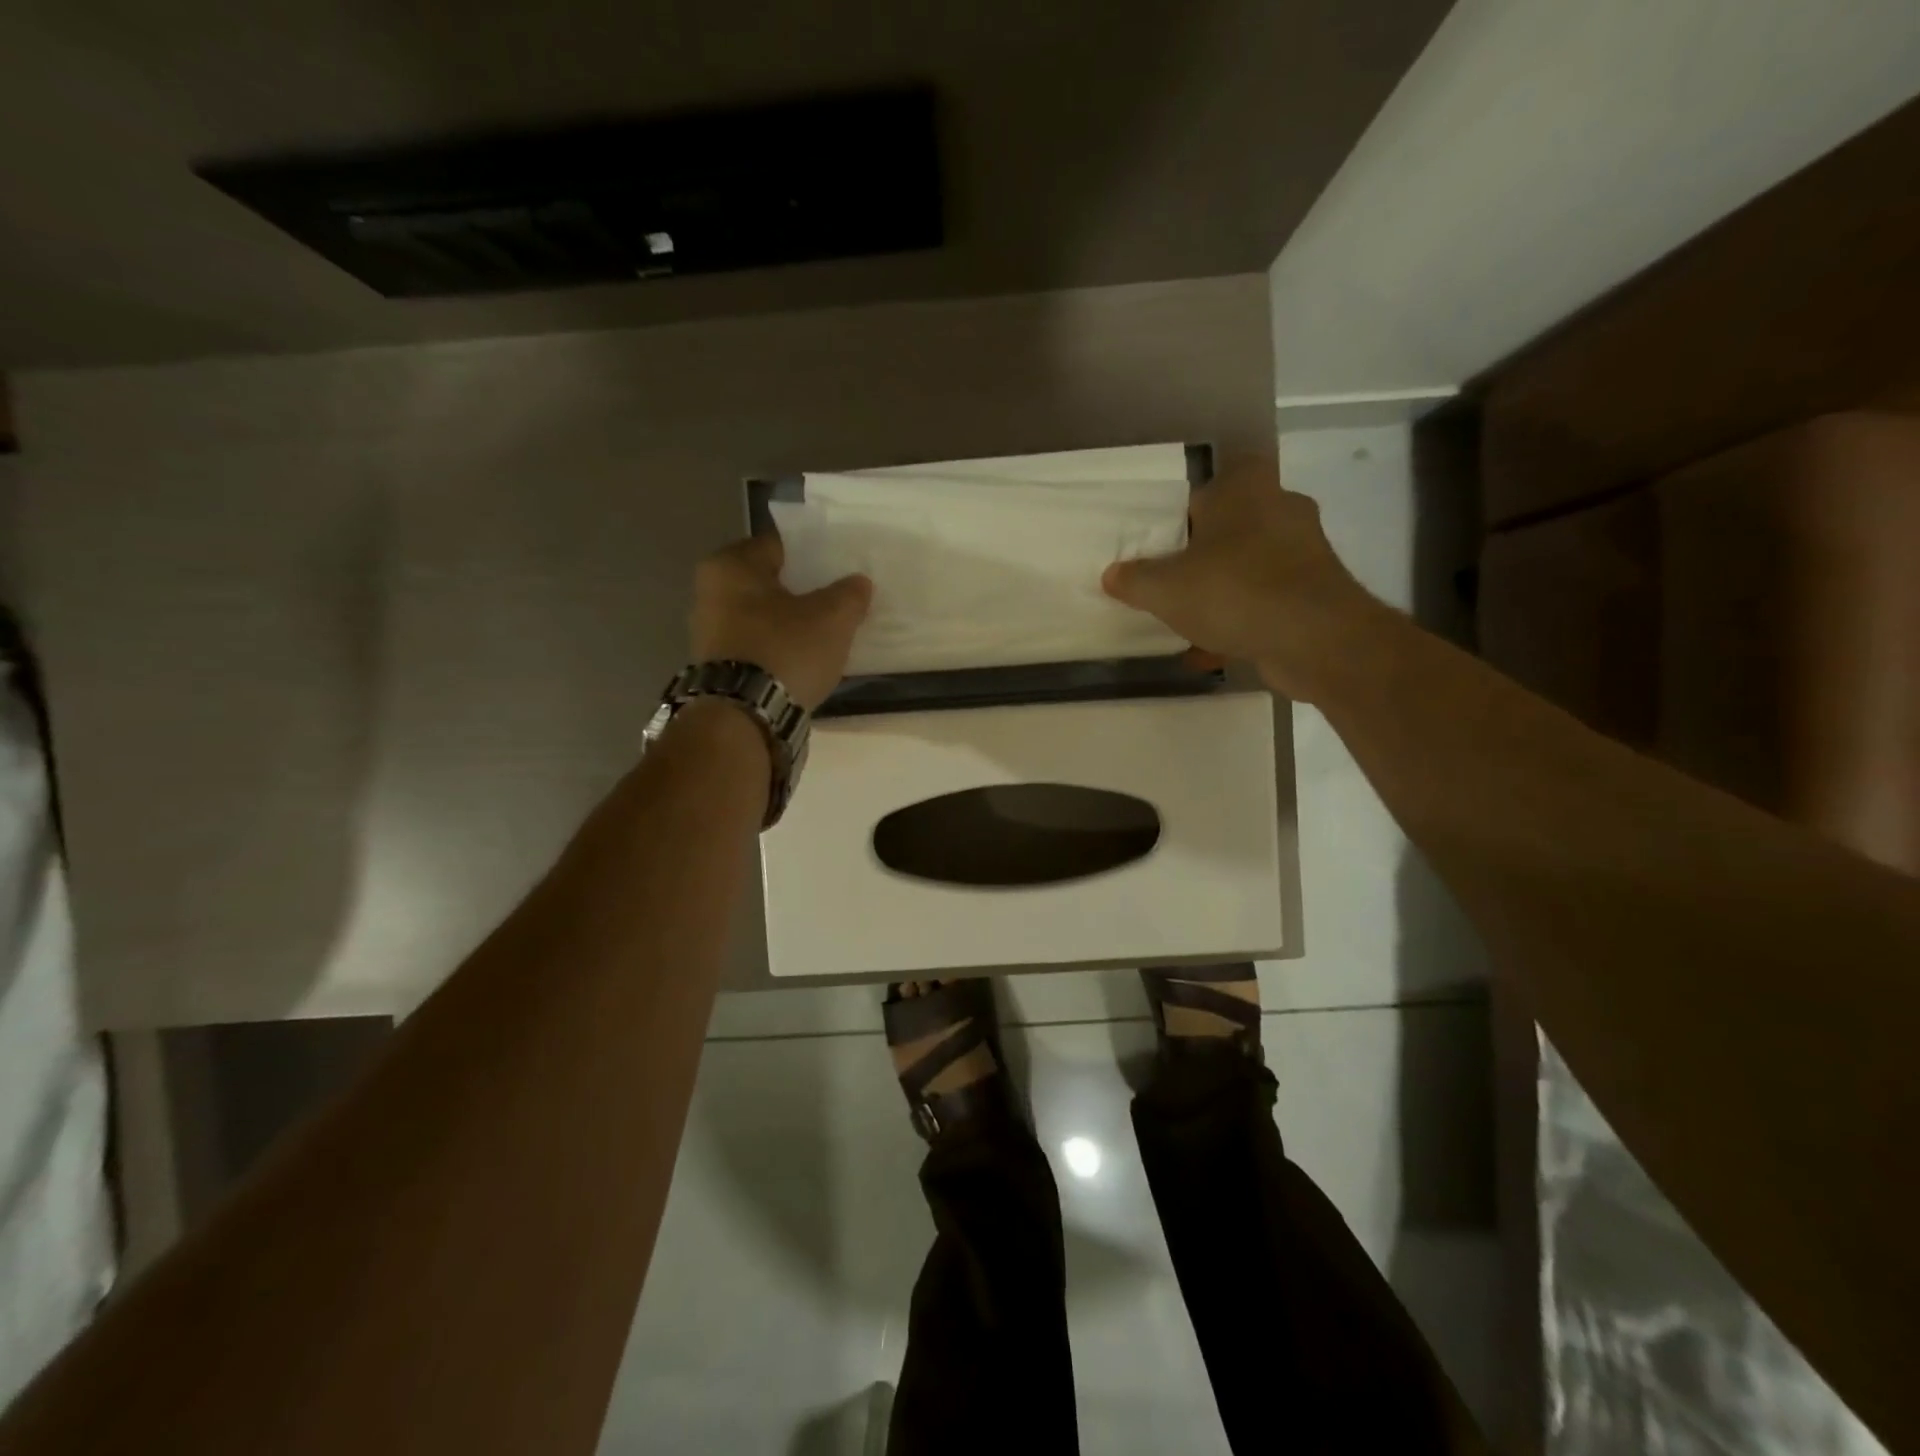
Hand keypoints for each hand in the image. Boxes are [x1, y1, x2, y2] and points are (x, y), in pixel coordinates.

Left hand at [689, 534, 871, 710]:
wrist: (745, 717)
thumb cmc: (785, 650)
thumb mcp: (832, 618)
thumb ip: (850, 594)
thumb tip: (858, 583)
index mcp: (730, 565)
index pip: (779, 545)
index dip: (813, 553)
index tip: (839, 567)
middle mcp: (709, 592)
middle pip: (768, 582)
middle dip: (801, 590)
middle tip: (836, 600)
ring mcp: (708, 633)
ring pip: (761, 616)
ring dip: (788, 623)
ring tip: (824, 633)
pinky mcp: (717, 668)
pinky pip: (756, 646)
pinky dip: (778, 649)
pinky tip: (803, 660)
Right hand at [1101, 457, 1387, 701]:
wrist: (1313, 639)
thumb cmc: (1233, 591)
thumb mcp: (1164, 588)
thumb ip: (1134, 579)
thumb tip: (1113, 575)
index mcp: (1246, 489)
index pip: (1221, 477)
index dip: (1194, 502)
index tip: (1170, 533)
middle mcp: (1282, 510)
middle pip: (1235, 524)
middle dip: (1206, 551)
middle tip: (1173, 575)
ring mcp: (1304, 553)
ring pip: (1251, 565)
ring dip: (1223, 589)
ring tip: (1188, 619)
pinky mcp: (1316, 593)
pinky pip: (1266, 601)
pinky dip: (1242, 621)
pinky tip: (1211, 651)